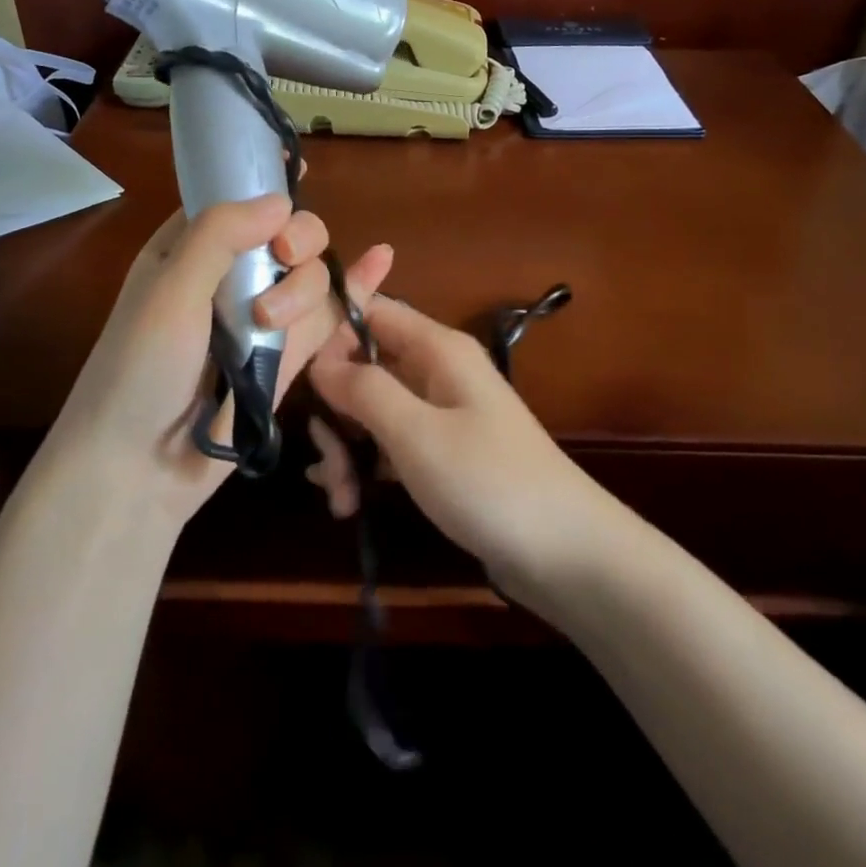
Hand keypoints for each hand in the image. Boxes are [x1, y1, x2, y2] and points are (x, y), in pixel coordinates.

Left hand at [44, 194, 393, 525]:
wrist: (139, 469)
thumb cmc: (138, 370)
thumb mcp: (169, 291)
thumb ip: (219, 235)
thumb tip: (282, 201)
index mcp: (189, 250)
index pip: (235, 198)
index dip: (267, 182)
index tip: (300, 168)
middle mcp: (230, 276)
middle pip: (289, 234)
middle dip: (298, 239)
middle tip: (285, 257)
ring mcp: (262, 317)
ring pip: (312, 276)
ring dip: (305, 288)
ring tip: (271, 325)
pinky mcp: (288, 356)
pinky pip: (328, 316)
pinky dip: (356, 291)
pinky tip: (380, 264)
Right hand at [307, 296, 620, 600]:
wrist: (566, 554)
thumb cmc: (489, 481)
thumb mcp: (416, 434)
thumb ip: (363, 389)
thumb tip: (319, 360)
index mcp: (437, 349)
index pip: (371, 311)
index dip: (331, 335)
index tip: (299, 377)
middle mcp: (436, 371)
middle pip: (365, 366)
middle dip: (335, 409)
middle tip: (324, 461)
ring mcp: (440, 414)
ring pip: (372, 410)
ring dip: (346, 448)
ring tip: (339, 498)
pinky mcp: (441, 454)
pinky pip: (389, 444)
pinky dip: (365, 467)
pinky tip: (347, 503)